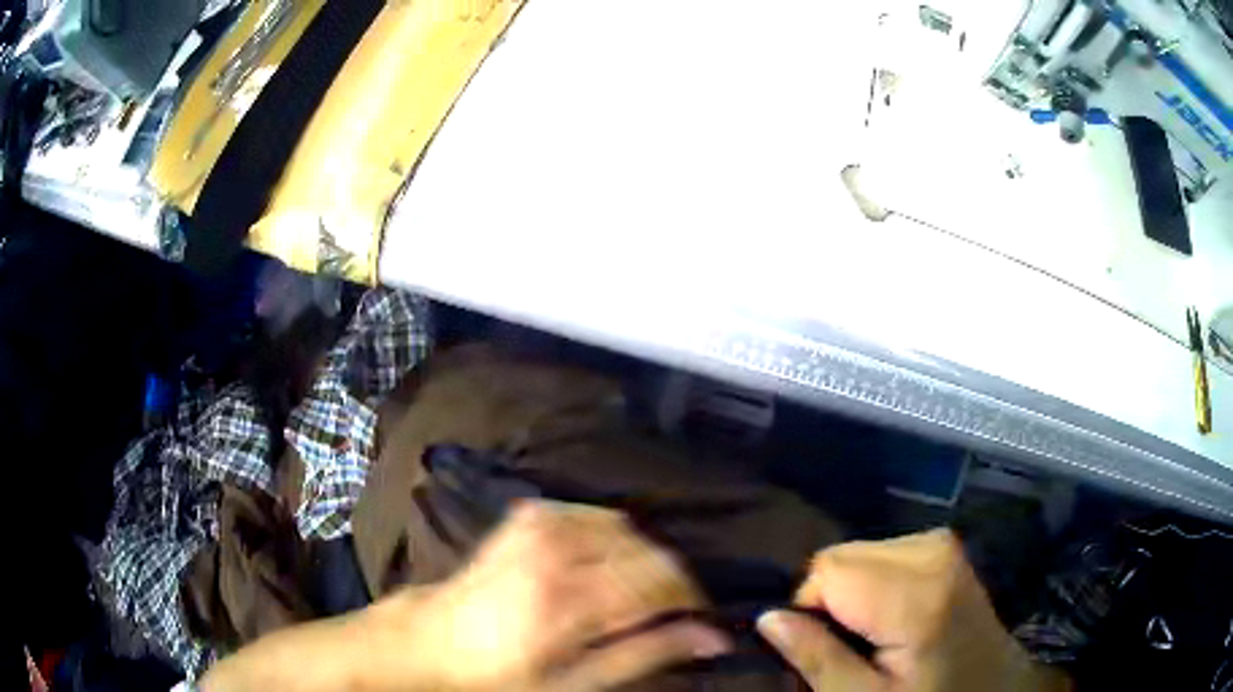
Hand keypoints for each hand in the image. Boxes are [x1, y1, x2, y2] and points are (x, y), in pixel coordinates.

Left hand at [202, 501, 730, 691]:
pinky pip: (592, 514)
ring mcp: (537, 525)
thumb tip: (710, 637)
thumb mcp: (573, 683)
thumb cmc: (496, 677)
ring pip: (626, 527)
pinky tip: (603, 565)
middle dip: (670, 579)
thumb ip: (644, 653)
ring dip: (642, 558)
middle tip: (669, 612)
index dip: (692, 598)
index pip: (661, 580)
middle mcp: (556, 550)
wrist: (427, 643)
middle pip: (648, 549)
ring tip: (634, 594)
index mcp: (567, 598)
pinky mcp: (526, 517)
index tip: (701, 618)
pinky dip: (612, 536)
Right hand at [756, 530, 1070, 691]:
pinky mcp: (945, 547)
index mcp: (917, 596)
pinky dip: (872, 580)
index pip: (828, 570)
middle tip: (848, 643)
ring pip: (860, 552)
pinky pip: (883, 551)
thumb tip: (768, 618)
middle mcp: (933, 552)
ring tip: (870, 631)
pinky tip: (888, 612)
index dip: (809, 608)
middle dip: (829, 598)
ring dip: (851, 590)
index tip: (821, 646)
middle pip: (843, 555)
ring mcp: (943, 544)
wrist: (994, 687)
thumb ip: (819, 659)